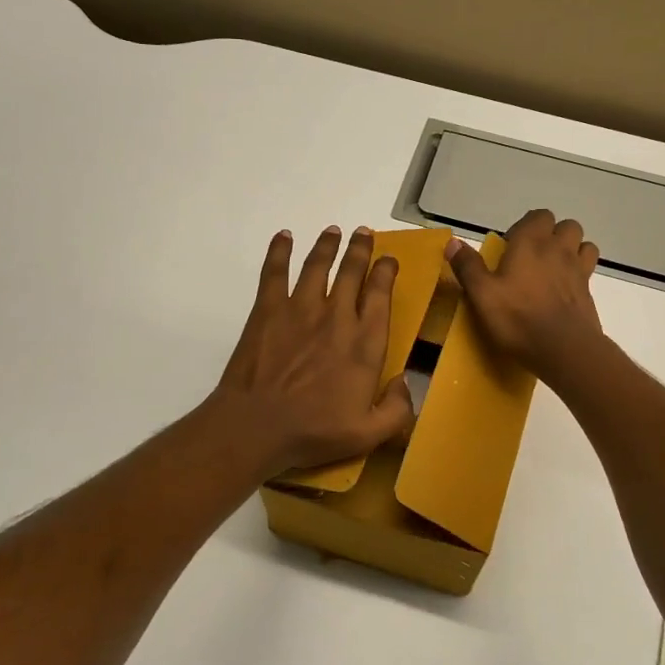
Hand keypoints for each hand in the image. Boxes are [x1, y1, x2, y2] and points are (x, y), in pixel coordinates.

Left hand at [208, 226, 415, 478]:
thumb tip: (407, 383)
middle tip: (364, 233)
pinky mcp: (268, 310)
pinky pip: (275, 272)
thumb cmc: (314, 431)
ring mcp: (300, 308)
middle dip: (361, 249)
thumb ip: (398, 409)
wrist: (256, 426)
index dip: (386, 272)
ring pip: (318, 265)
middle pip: (352, 271)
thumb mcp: (369, 434)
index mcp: (365, 342)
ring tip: (334, 230)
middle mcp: (337, 316)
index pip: (380, 295)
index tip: (389, 260)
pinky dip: (279, 251)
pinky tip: (283, 237)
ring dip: (328, 245)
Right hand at [448, 209, 605, 382]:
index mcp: (531, 243)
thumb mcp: (482, 294)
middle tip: (533, 257)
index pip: (538, 216)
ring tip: (553, 268)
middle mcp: (558, 249)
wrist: (563, 348)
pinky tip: (565, 288)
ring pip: (583, 244)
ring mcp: (578, 269)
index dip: (525, 227)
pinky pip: (589, 269)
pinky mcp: (589, 291)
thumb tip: (452, 242)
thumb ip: (468, 266)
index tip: (510, 247)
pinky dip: (579, 271)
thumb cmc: (517, 318)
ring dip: (571, 249)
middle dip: (552, 234)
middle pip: (565, 226)